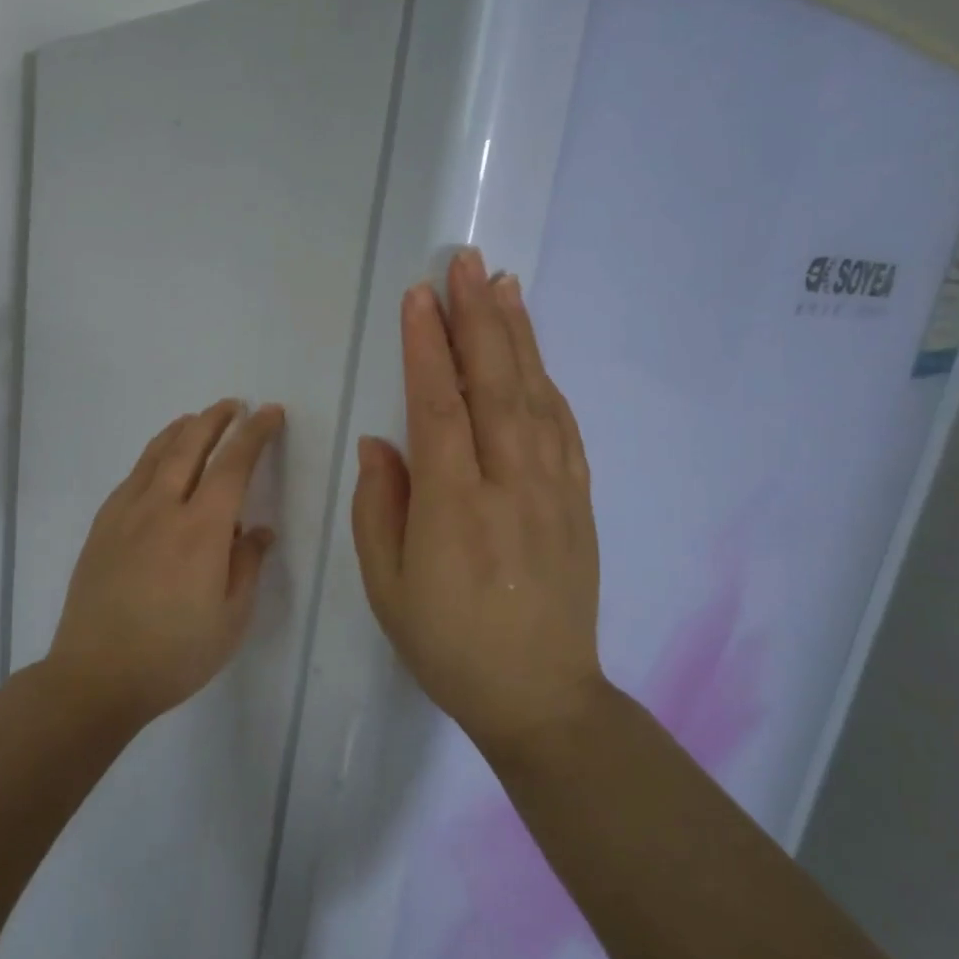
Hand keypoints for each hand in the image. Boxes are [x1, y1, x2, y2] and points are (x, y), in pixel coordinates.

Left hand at [49, 399, 284, 724]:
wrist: (97, 674)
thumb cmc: (175, 654)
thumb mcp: (231, 619)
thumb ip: (247, 565)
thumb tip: (259, 530)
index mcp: (202, 530)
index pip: (233, 464)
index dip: (254, 434)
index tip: (269, 413)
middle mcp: (163, 508)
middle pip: (190, 445)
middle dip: (216, 419)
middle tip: (234, 405)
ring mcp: (126, 513)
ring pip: (156, 454)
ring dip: (181, 430)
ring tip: (196, 419)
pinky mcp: (102, 526)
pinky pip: (132, 476)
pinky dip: (152, 455)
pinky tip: (157, 461)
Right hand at [351, 248, 602, 755]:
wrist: (539, 695)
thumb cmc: (447, 643)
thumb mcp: (387, 585)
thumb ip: (380, 506)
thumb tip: (381, 442)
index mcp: (454, 506)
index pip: (438, 406)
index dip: (427, 348)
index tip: (419, 298)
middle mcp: (508, 484)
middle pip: (493, 385)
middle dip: (477, 318)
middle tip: (466, 264)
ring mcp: (552, 490)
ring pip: (535, 396)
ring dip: (517, 337)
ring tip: (503, 287)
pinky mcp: (578, 502)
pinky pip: (564, 430)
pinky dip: (548, 384)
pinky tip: (535, 357)